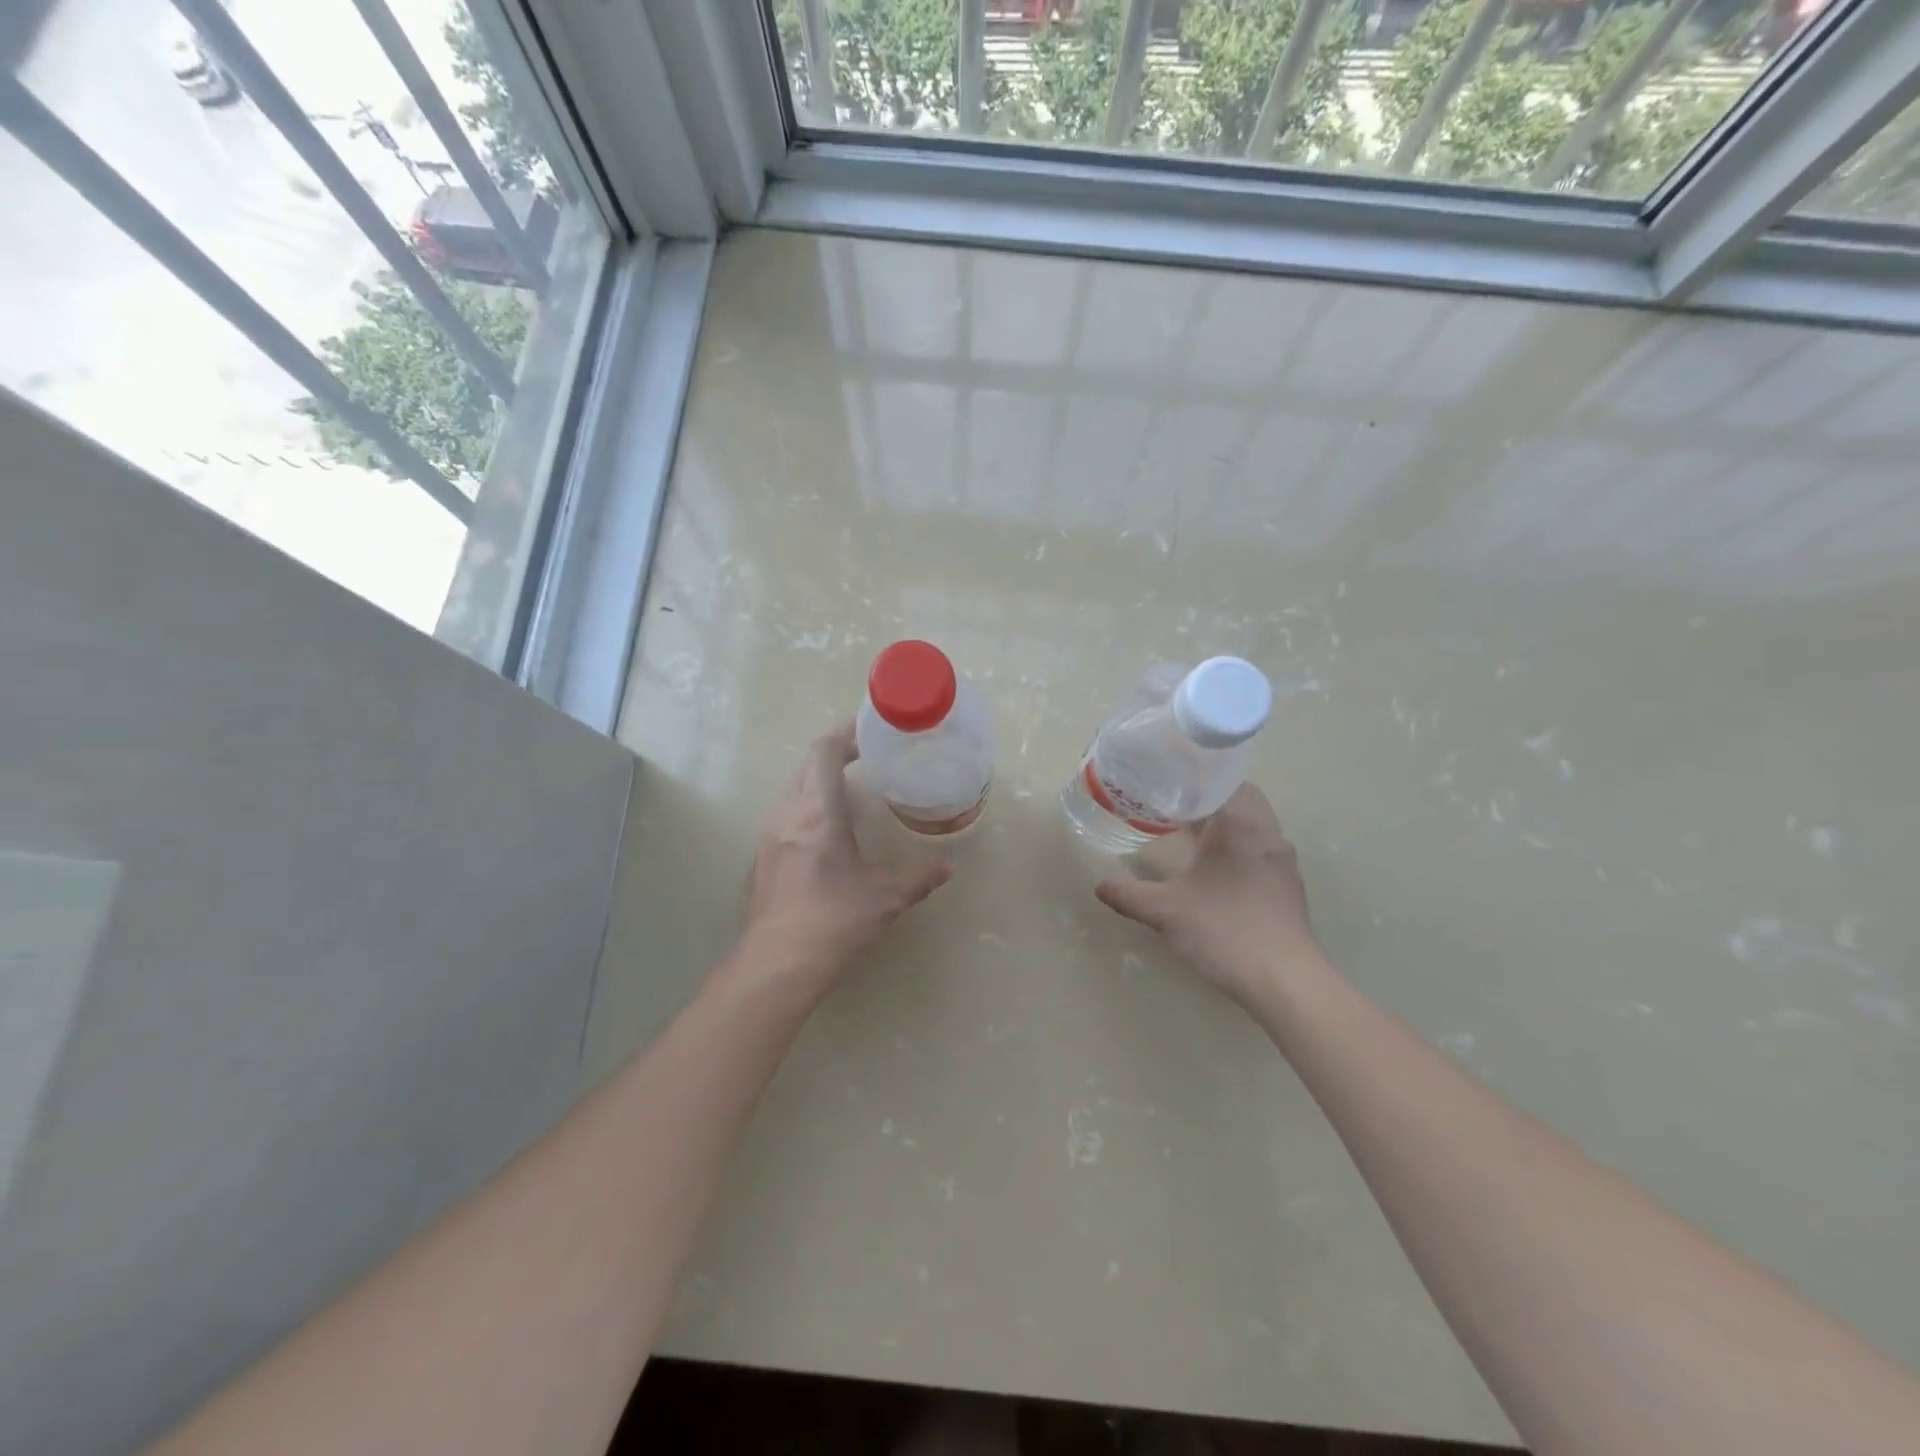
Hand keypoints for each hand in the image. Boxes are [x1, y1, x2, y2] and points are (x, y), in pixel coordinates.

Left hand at [735, 721, 951, 996]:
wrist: (776, 967)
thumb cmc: (833, 923)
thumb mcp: (885, 898)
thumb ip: (919, 877)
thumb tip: (949, 866)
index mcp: (817, 812)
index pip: (824, 751)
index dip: (847, 733)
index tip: (872, 732)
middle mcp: (788, 814)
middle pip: (807, 764)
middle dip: (836, 752)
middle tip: (870, 756)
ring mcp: (770, 834)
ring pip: (794, 787)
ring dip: (820, 778)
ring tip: (853, 787)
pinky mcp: (764, 856)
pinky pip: (787, 811)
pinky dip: (809, 802)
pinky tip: (830, 827)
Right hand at [1094, 784, 1319, 1003]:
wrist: (1284, 981)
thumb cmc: (1224, 931)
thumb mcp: (1165, 911)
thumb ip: (1129, 894)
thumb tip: (1100, 885)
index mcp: (1240, 824)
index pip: (1222, 778)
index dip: (1193, 777)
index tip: (1165, 784)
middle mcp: (1267, 833)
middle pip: (1240, 797)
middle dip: (1208, 800)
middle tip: (1173, 809)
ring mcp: (1282, 860)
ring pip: (1253, 824)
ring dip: (1225, 824)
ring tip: (1190, 837)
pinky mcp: (1289, 885)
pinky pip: (1261, 849)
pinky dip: (1238, 847)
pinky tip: (1215, 871)